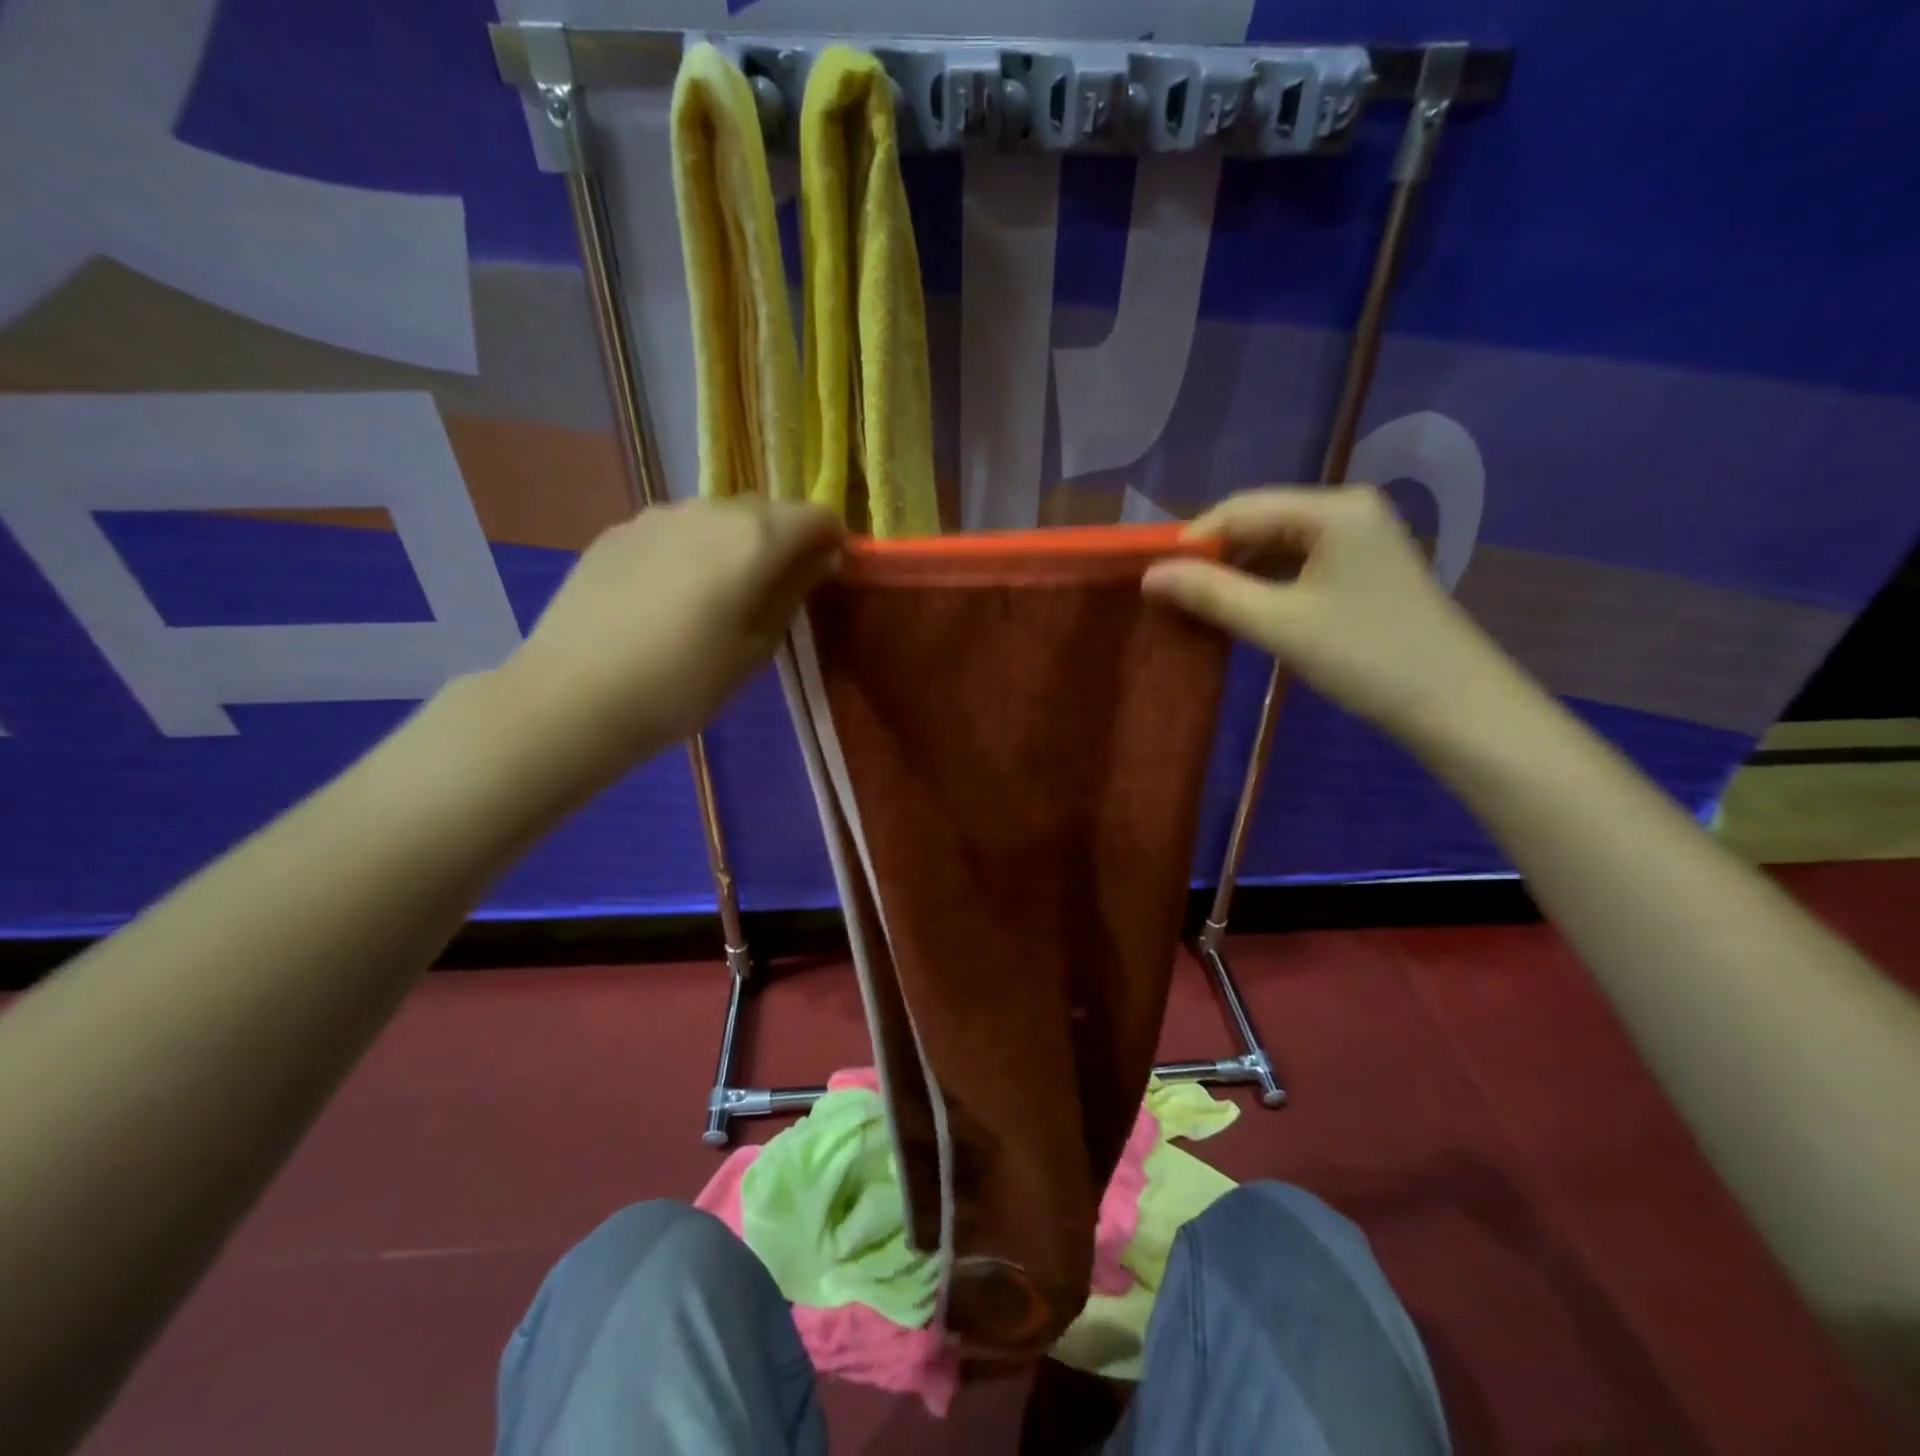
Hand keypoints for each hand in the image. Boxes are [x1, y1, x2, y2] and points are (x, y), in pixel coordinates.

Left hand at [501, 496, 843, 781]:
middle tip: (775, 592)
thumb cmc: (684, 683)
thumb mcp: (756, 648)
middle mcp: (709, 510)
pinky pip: (675, 531)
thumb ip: (794, 592)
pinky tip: (670, 596)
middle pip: (766, 511)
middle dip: (783, 541)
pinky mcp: (618, 530)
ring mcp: (657, 515)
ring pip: (717, 518)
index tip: (827, 574)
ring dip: (735, 544)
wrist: (574, 695)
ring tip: (719, 596)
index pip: (815, 516)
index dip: (830, 541)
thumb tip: (823, 557)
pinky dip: (691, 551)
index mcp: (754, 538)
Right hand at [1143, 486, 1517, 744]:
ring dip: (1237, 572)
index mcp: (1332, 509)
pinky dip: (1265, 583)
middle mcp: (1348, 509)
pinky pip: (1298, 562)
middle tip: (1172, 595)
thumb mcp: (1278, 624)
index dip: (1192, 541)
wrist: (1451, 702)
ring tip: (1198, 604)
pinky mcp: (1364, 566)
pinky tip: (1242, 608)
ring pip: (1277, 544)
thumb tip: (1149, 576)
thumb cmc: (1363, 655)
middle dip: (1214, 556)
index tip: (1153, 577)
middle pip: (1260, 521)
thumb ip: (1211, 594)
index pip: (1241, 508)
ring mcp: (1360, 537)